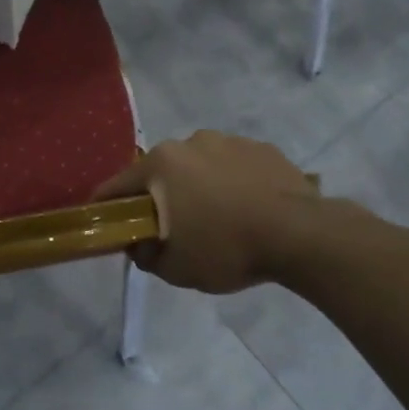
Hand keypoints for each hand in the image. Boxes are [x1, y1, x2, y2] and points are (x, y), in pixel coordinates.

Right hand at [91, 131, 325, 292]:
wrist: (301, 235)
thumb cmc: (227, 249)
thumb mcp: (175, 268)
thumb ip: (145, 255)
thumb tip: (138, 244)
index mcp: (161, 164)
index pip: (117, 185)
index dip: (107, 207)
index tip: (107, 224)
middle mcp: (191, 142)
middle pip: (161, 172)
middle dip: (160, 196)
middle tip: (172, 228)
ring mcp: (230, 141)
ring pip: (199, 166)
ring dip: (198, 187)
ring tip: (218, 219)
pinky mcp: (263, 148)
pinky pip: (234, 167)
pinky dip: (232, 184)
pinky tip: (248, 210)